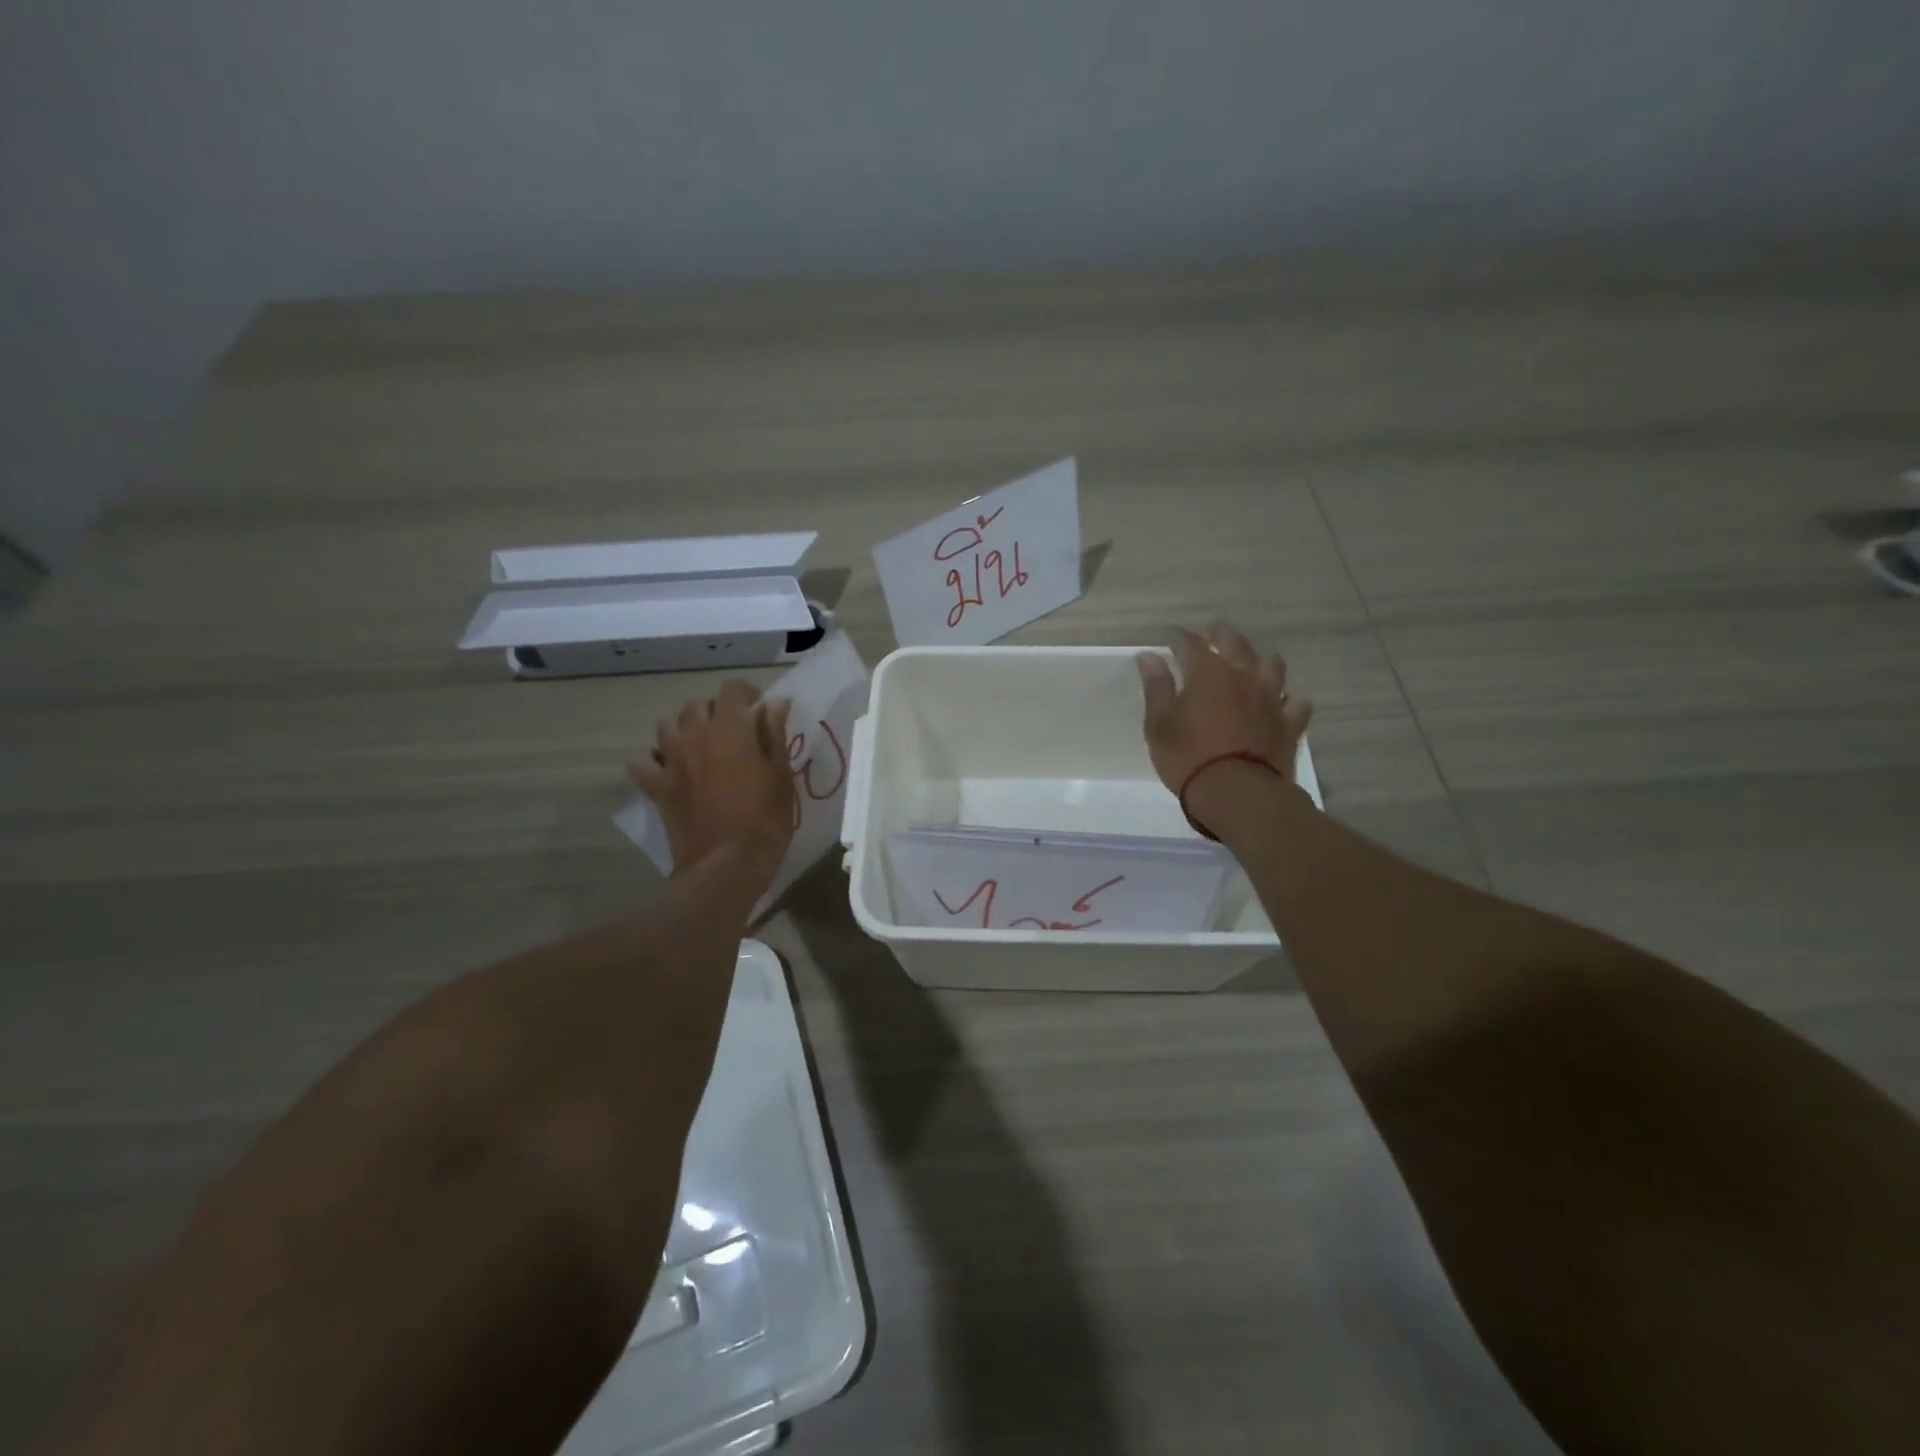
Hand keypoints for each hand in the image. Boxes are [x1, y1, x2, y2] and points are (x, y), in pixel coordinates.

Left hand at [629, 683, 796, 879]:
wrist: (727, 864)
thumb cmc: (765, 818)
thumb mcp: (781, 775)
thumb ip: (775, 734)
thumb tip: (775, 703)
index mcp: (730, 728)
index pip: (731, 689)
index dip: (747, 695)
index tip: (759, 712)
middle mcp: (695, 734)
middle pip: (697, 705)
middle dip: (715, 712)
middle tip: (733, 734)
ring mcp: (670, 760)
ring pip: (667, 725)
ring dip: (683, 729)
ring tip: (700, 748)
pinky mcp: (656, 786)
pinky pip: (642, 762)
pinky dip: (653, 761)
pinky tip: (668, 770)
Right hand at [1137, 622, 1312, 798]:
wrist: (1237, 793)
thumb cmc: (1188, 757)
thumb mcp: (1159, 724)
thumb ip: (1157, 687)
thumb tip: (1149, 657)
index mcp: (1208, 673)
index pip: (1191, 644)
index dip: (1178, 637)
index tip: (1169, 636)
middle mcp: (1243, 677)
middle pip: (1235, 644)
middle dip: (1221, 634)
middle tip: (1213, 631)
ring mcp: (1271, 700)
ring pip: (1272, 667)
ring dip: (1261, 659)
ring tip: (1254, 661)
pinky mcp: (1289, 725)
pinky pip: (1295, 705)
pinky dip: (1288, 700)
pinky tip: (1284, 703)